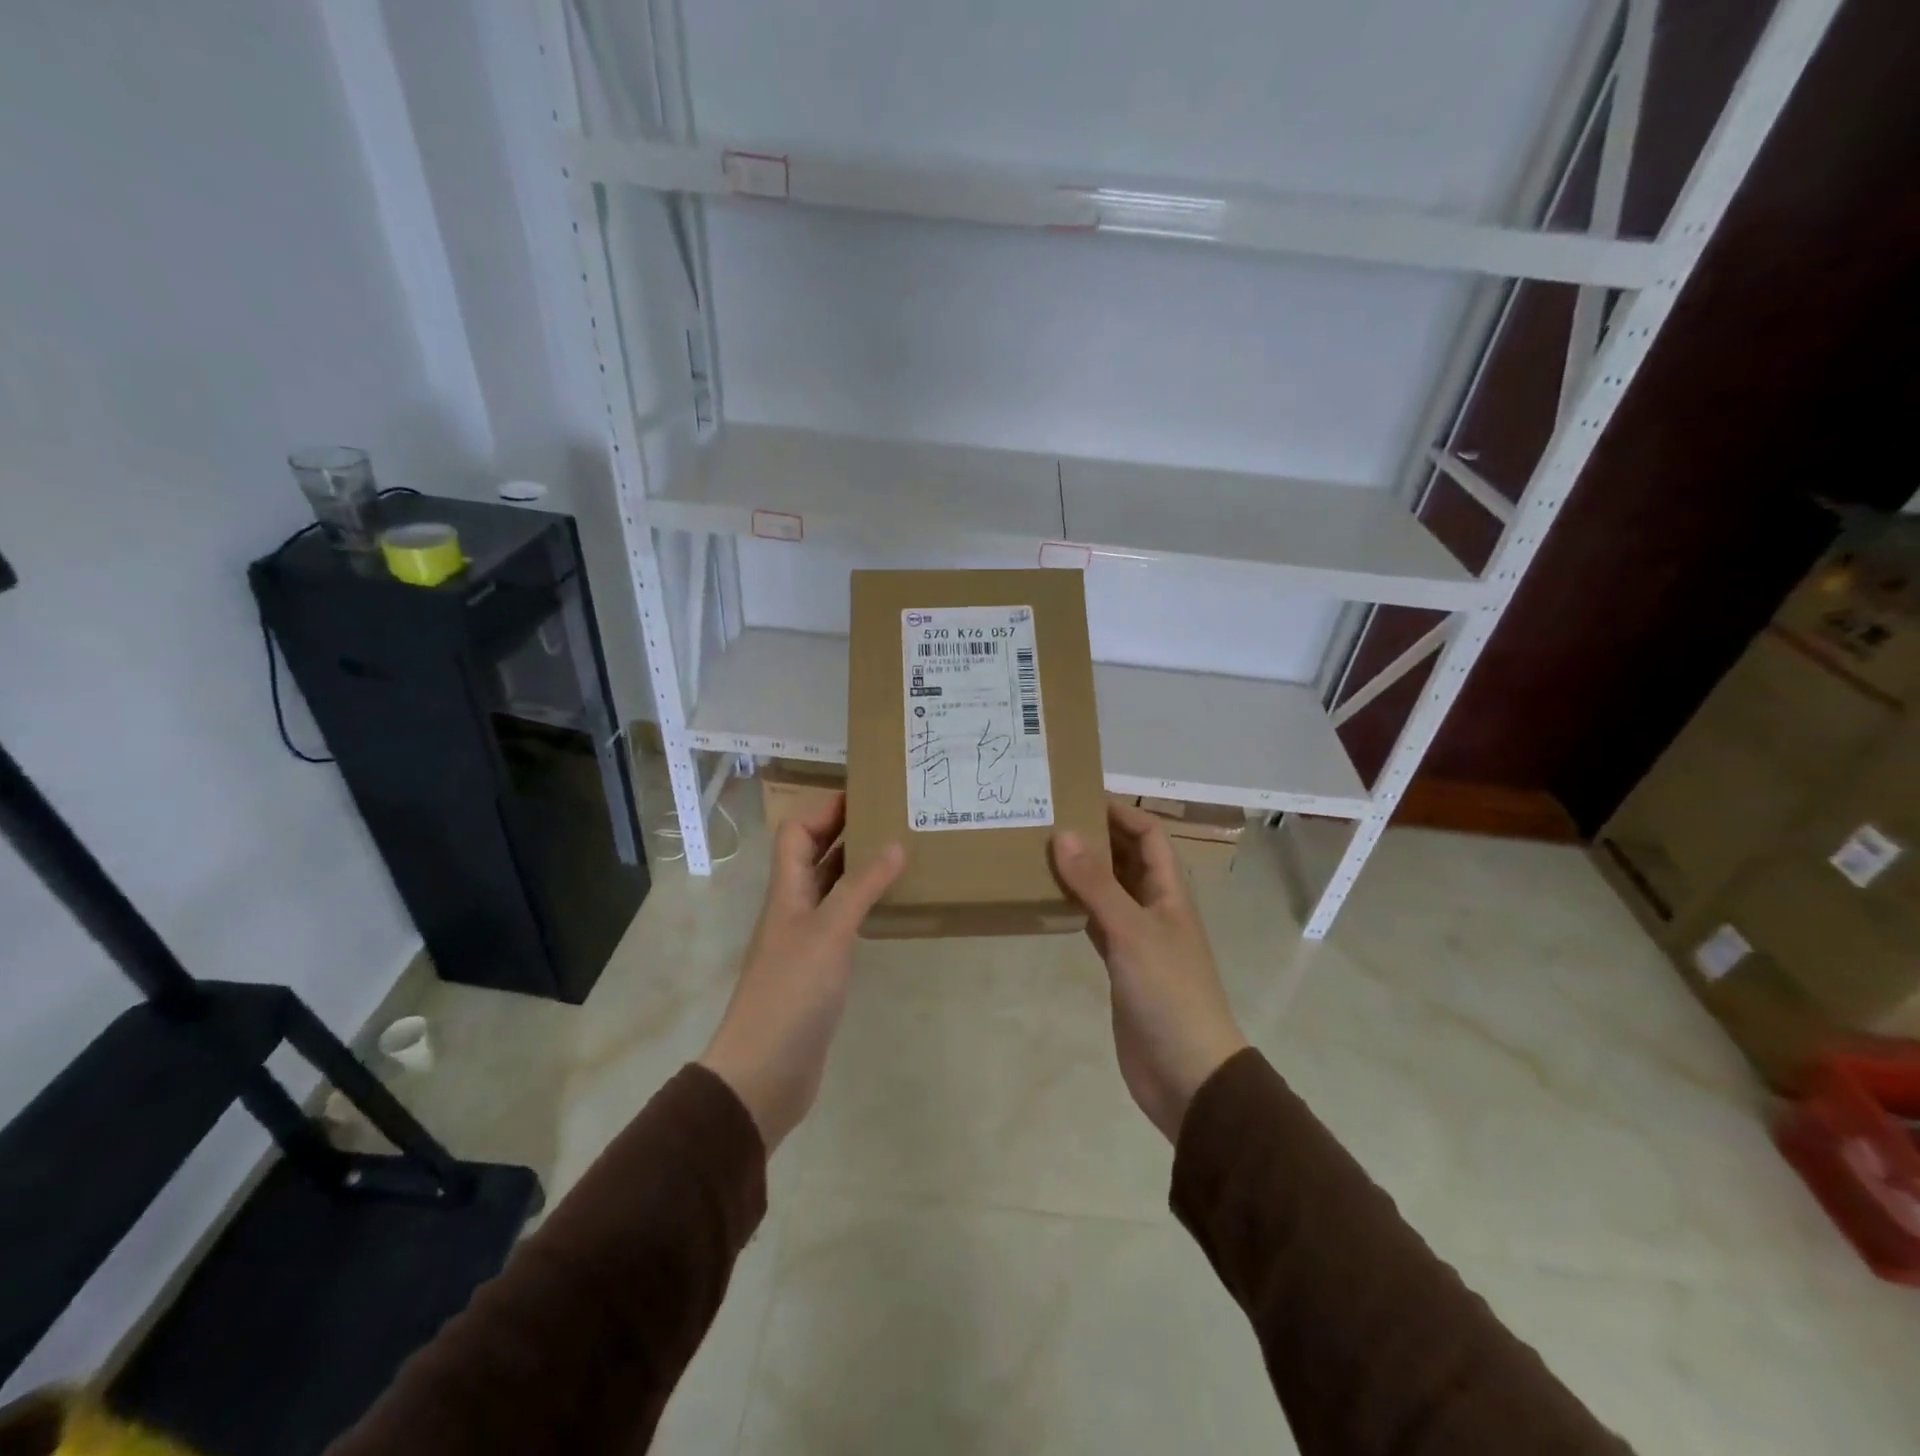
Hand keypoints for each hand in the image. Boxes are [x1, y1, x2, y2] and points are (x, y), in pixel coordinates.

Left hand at [699, 795, 902, 1152]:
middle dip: (848, 832)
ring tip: (903, 853)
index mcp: (787, 890)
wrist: (765, 1072)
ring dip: (860, 867)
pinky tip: (893, 905)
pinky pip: (844, 920)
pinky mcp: (820, 968)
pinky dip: (865, 905)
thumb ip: (861, 887)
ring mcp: (806, 938)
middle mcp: (794, 907)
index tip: (868, 796)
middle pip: (815, 855)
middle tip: (895, 818)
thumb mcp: (830, 932)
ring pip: (832, 887)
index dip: (825, 809)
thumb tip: (894, 844)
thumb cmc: (792, 993)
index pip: (797, 832)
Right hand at [1052, 802, 1247, 1141]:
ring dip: (1082, 870)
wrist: (1187, 1074)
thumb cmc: (1168, 993)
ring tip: (1039, 850)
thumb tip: (1062, 833)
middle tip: (1048, 818)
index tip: (1077, 794)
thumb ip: (1096, 884)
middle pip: (1127, 857)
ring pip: (1108, 889)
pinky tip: (1048, 899)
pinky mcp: (1121, 965)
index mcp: (1169, 891)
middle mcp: (1155, 907)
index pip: (1148, 833)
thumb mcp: (1131, 932)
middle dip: (1095, 835)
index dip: (1120, 810)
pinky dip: (1075, 906)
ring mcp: (1138, 937)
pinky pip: (1096, 922)